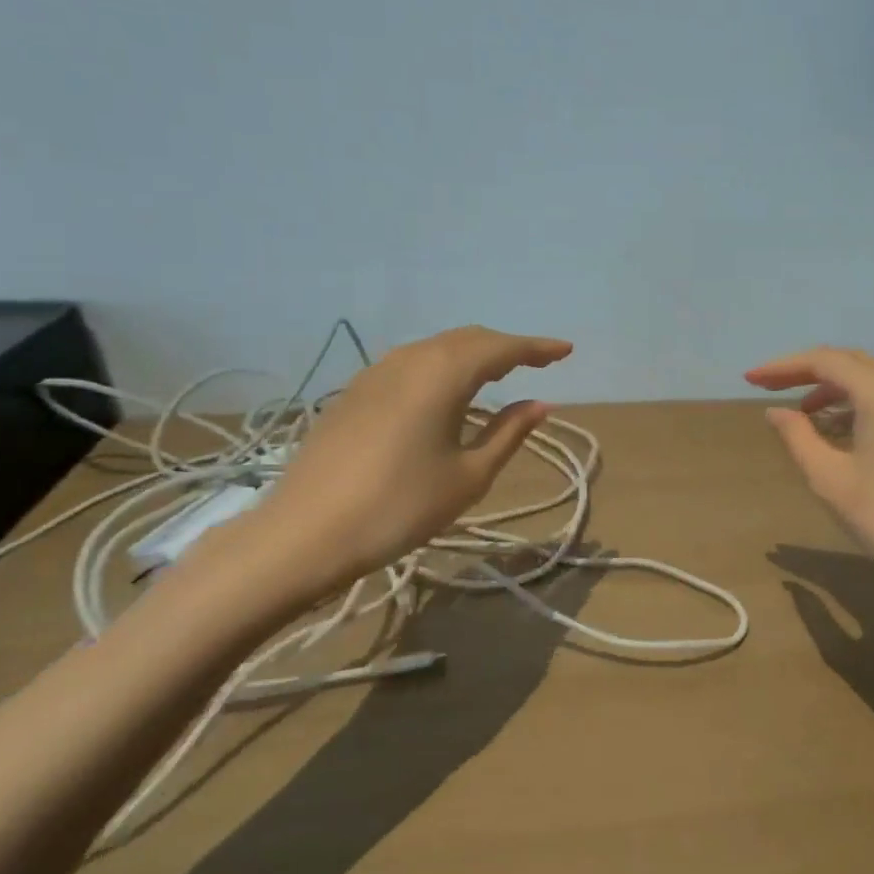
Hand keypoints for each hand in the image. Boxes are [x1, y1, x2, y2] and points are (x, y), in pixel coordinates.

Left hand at [237, 326, 571, 606]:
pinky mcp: (355, 392)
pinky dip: (442, 368)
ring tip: (498, 375)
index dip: (537, 348)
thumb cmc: (400, 508)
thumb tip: (541, 404)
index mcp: (443, 375)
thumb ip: (509, 433)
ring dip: (472, 355)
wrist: (306, 533)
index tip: (566, 351)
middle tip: (537, 363)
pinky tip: (446, 393)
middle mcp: (409, 360)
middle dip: (506, 347)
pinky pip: (411, 364)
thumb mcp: (468, 476)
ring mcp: (375, 373)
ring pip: (436, 348)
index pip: (501, 348)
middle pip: (467, 339)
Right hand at [745, 347, 873, 606]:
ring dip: (834, 388)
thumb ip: (797, 437)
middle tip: (769, 388)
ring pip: (873, 377)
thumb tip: (777, 412)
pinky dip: (860, 402)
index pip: (823, 361)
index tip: (750, 380)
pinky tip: (842, 427)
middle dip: (807, 372)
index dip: (783, 367)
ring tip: (802, 413)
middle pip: (850, 362)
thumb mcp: (830, 479)